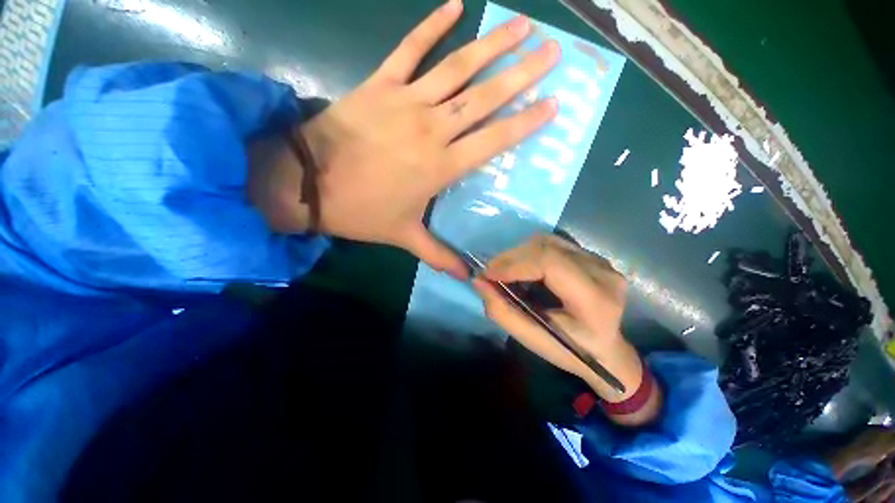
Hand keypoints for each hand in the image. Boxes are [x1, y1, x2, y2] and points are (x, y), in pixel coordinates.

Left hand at [260, 0, 558, 277]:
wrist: (309, 184)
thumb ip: (437, 255)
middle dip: (522, 74)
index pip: (493, 141)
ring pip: (457, 69)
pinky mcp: (380, 84)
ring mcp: (406, 102)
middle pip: (485, 98)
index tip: (552, 104)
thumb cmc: (361, 211)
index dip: (525, 122)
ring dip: (492, 45)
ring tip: (522, 25)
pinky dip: (432, 25)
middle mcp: (432, 129)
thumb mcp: (403, 237)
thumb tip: (466, 278)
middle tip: (552, 52)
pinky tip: (456, 5)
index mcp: (441, 166)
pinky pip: (410, 49)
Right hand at [473, 235, 655, 420]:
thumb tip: (478, 281)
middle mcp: (602, 272)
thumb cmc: (570, 350)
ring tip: (504, 270)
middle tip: (489, 273)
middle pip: (546, 247)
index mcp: (595, 300)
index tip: (487, 274)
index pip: (550, 263)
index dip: (514, 264)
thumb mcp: (532, 339)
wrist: (606, 350)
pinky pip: (552, 243)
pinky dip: (529, 252)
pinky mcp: (591, 255)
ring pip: (546, 241)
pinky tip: (522, 267)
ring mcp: (599, 260)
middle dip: (510, 258)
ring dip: (518, 253)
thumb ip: (502, 311)